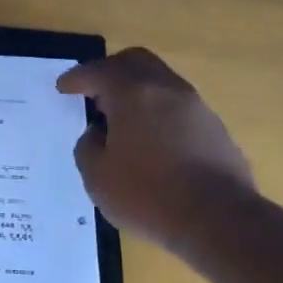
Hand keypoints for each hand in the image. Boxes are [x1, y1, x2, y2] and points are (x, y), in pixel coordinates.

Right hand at [57, 48, 254, 253]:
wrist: (218, 220)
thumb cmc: (147, 195)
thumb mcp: (97, 177)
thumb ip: (88, 147)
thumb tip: (99, 134)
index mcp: (133, 95)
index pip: (99, 72)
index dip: (77, 78)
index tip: (64, 87)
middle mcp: (167, 90)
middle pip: (136, 62)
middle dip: (110, 71)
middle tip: (93, 91)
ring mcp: (197, 108)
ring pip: (160, 82)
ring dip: (136, 92)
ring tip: (119, 120)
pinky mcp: (215, 129)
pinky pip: (177, 107)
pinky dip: (157, 112)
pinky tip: (149, 141)